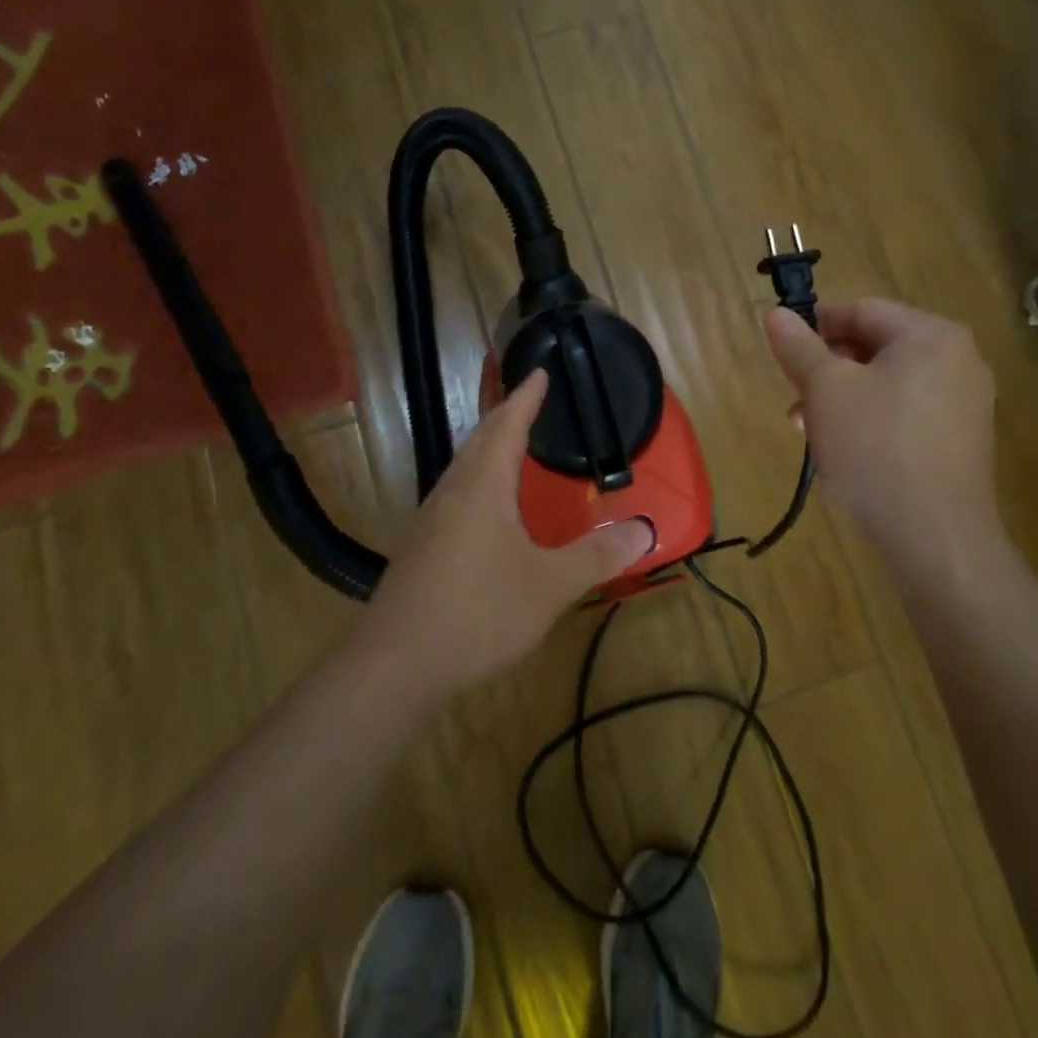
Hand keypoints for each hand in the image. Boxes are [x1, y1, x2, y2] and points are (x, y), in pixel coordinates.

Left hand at [357, 369, 654, 695]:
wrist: (394, 666)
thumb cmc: (477, 613)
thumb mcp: (549, 586)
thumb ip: (597, 556)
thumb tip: (643, 530)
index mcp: (482, 486)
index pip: (507, 425)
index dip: (526, 397)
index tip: (540, 371)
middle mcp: (452, 492)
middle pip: (479, 439)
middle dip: (505, 415)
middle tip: (529, 400)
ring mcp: (429, 520)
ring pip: (462, 467)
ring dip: (487, 447)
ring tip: (510, 444)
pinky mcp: (419, 547)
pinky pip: (454, 493)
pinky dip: (477, 479)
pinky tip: (485, 507)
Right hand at [765, 298, 1000, 560]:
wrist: (934, 536)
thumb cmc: (875, 448)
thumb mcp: (825, 390)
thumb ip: (799, 347)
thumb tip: (777, 314)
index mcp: (930, 335)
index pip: (861, 310)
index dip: (815, 325)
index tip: (783, 352)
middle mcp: (958, 359)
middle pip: (876, 346)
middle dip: (827, 368)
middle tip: (794, 397)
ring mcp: (966, 402)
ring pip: (889, 382)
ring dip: (843, 397)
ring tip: (810, 430)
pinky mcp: (962, 440)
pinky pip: (907, 411)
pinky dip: (871, 419)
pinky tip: (846, 449)